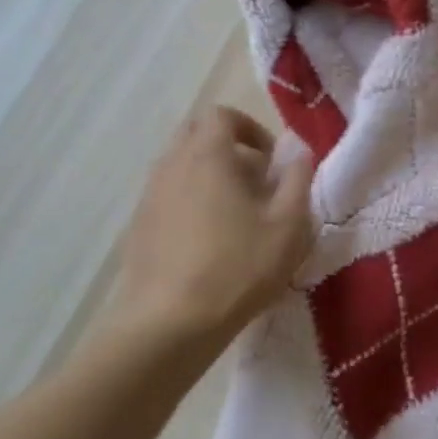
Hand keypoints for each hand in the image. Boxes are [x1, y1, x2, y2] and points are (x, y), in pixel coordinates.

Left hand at [111, 106, 315, 355]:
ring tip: (234, 215)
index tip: (271, 162)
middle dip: (228, 148)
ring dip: (208, 175)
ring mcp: (149, 194)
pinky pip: (167, 194)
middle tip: (254, 182)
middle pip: (196, 134)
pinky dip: (189, 200)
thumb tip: (299, 151)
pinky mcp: (138, 224)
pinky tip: (206, 241)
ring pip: (180, 165)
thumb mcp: (288, 226)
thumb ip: (298, 179)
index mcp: (207, 153)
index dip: (250, 129)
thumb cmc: (237, 268)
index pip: (222, 114)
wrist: (168, 323)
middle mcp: (172, 163)